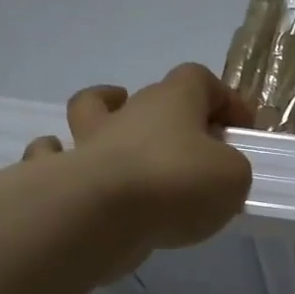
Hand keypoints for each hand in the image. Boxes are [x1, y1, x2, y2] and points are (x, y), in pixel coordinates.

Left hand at [23, 64, 254, 275]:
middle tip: (191, 148)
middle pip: (150, 95)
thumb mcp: (231, 177)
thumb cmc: (175, 184)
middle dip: (172, 115)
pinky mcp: (61, 175)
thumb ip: (231, 169)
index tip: (241, 127)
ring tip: (120, 138)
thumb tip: (217, 172)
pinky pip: (53, 154)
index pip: (199, 78)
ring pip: (91, 111)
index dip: (224, 98)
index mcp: (173, 101)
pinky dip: (60, 159)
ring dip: (106, 117)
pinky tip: (74, 174)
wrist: (100, 215)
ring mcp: (90, 141)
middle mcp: (128, 112)